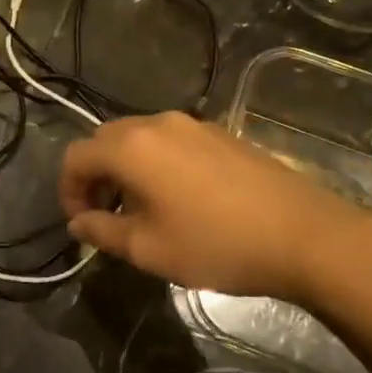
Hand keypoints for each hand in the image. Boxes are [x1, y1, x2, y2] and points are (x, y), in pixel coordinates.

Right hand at [58, 111, 371, 308]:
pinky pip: (170, 141)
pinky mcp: (220, 134)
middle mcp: (157, 123)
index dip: (67, 190)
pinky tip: (178, 199)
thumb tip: (78, 222)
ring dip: (125, 169)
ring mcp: (193, 124)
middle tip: (105, 216)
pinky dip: (156, 163)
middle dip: (95, 176)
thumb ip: (102, 231)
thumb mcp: (148, 249)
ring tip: (141, 209)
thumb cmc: (216, 244)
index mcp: (131, 147)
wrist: (304, 235)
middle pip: (105, 140)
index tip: (81, 224)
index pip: (76, 157)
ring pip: (139, 138)